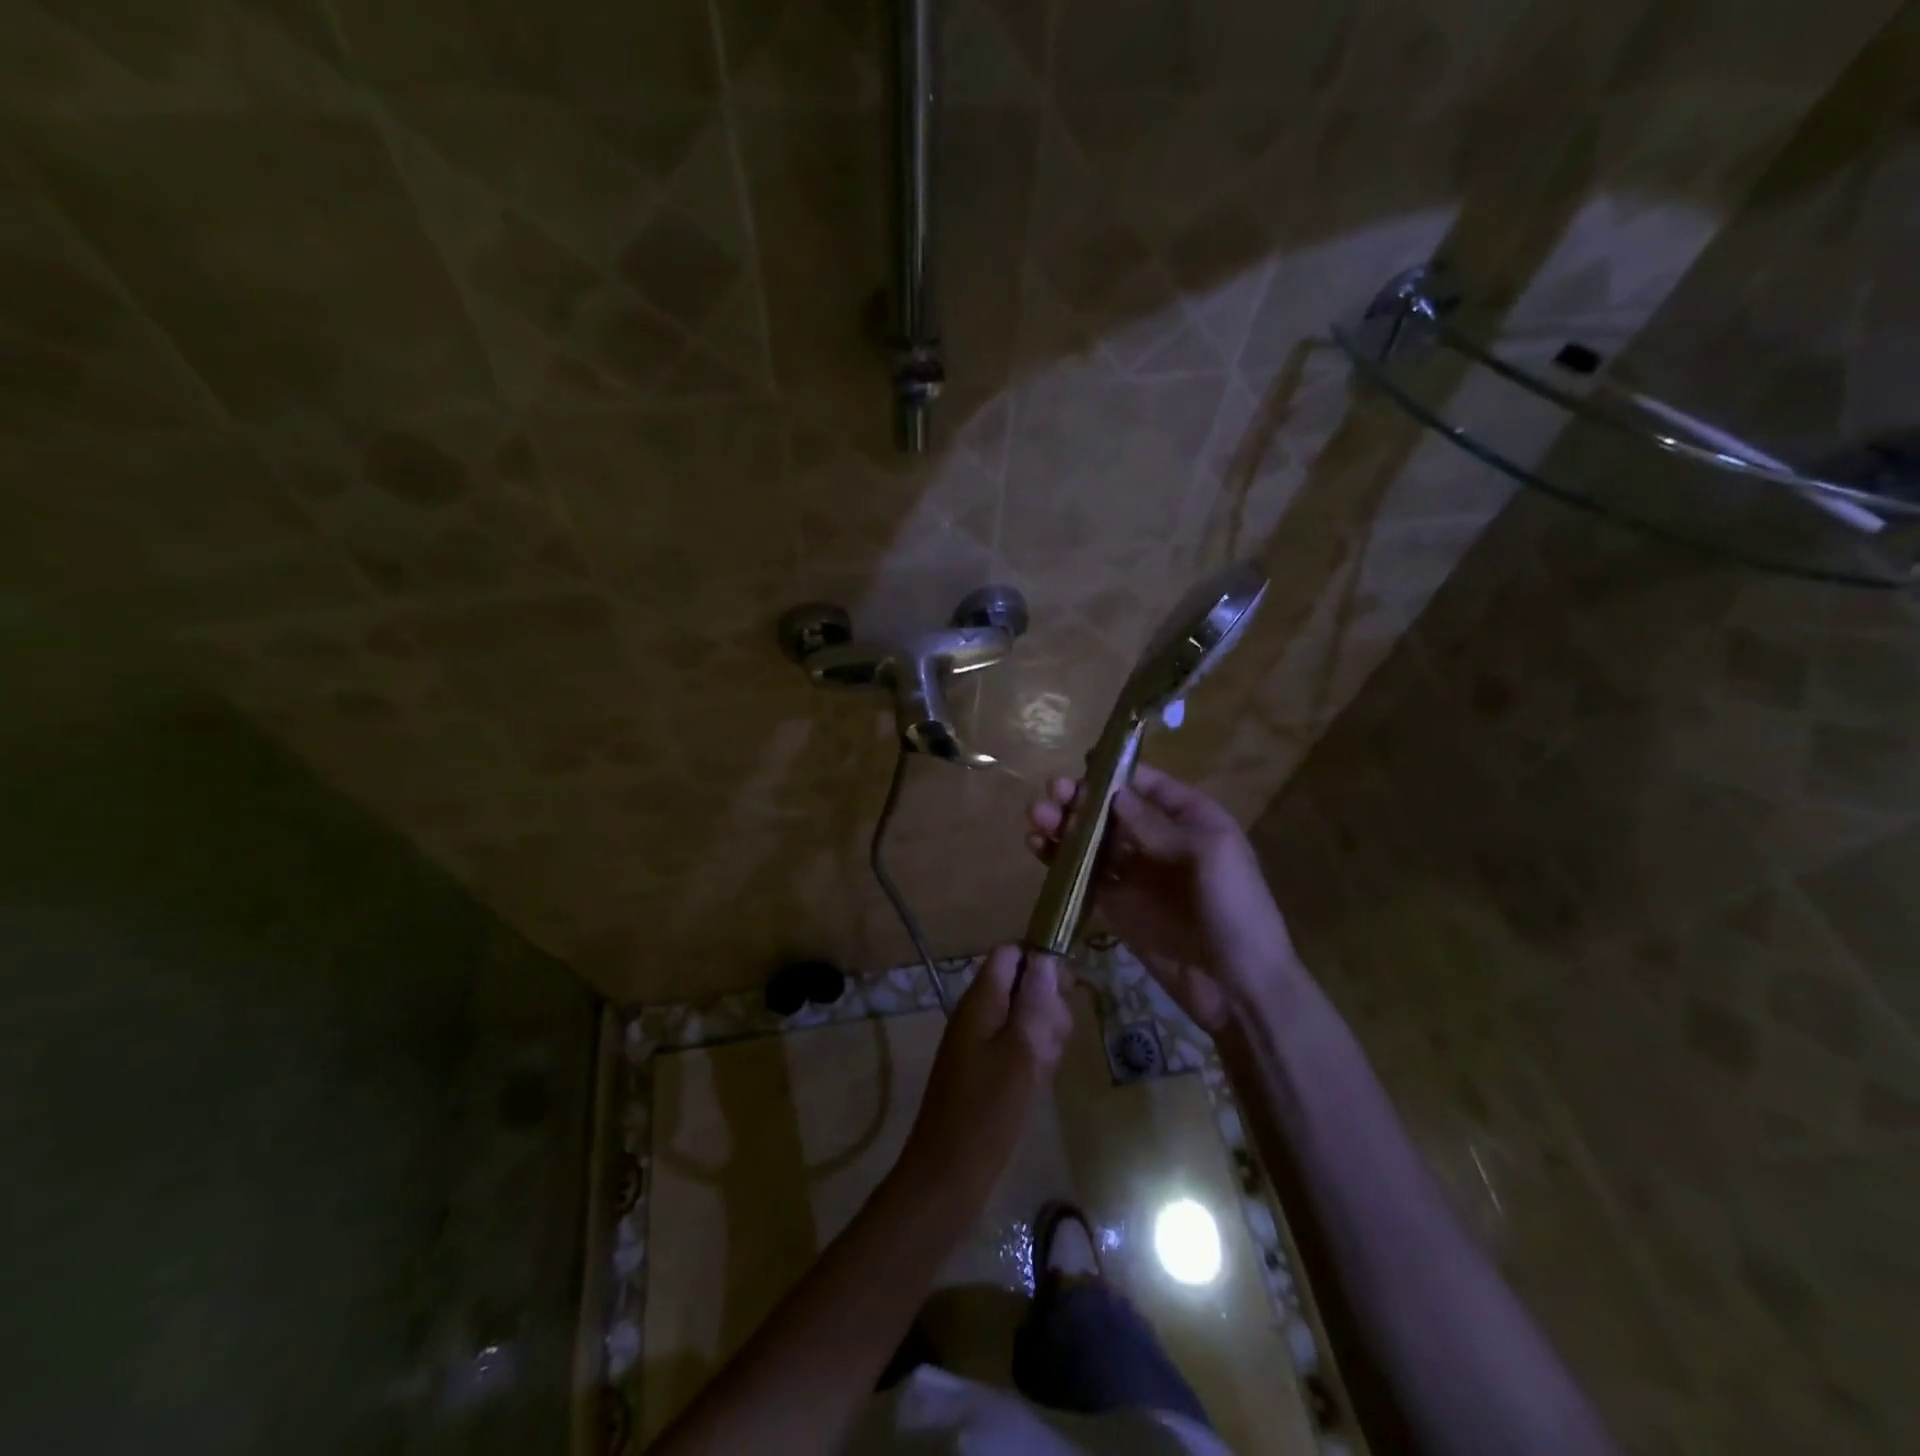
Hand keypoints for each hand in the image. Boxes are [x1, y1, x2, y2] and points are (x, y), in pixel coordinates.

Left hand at [898, 945, 1073, 1199]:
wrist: (947, 1175)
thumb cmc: (987, 1111)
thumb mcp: (1021, 1052)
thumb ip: (1034, 1003)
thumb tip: (1045, 959)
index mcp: (980, 1001)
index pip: (1009, 954)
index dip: (1040, 962)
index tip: (1066, 991)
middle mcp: (976, 1014)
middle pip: (1018, 984)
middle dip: (1046, 1003)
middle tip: (1057, 1037)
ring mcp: (977, 1042)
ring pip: (1020, 1017)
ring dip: (1042, 1032)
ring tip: (1047, 1064)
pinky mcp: (982, 1070)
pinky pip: (1014, 1045)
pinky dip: (1031, 1055)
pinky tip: (1039, 1080)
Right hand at [1025, 764, 1299, 1033]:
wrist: (1238, 987)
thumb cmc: (1234, 909)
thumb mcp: (1207, 855)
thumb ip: (1156, 825)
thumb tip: (1113, 794)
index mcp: (1190, 819)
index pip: (1147, 785)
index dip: (1113, 774)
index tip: (1080, 769)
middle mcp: (1159, 840)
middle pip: (1111, 810)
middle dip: (1080, 799)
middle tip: (1051, 793)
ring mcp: (1135, 873)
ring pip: (1092, 839)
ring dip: (1063, 825)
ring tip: (1035, 817)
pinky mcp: (1115, 903)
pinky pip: (1083, 874)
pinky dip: (1059, 860)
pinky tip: (1037, 847)